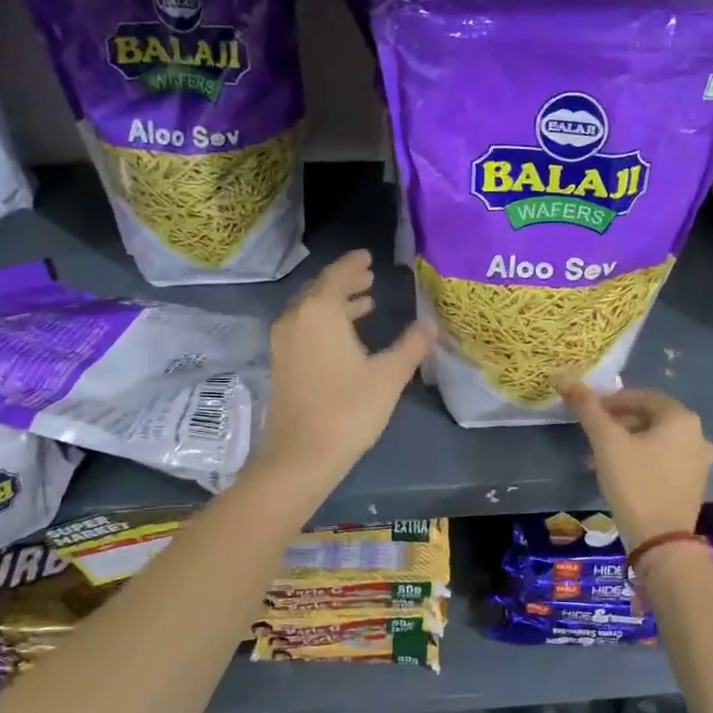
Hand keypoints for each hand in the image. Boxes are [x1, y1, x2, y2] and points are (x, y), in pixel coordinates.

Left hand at [255, 250, 432, 492]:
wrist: (302, 455)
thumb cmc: (349, 409)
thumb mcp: (388, 375)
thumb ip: (411, 346)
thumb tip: (430, 325)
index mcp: (319, 312)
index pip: (337, 276)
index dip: (353, 264)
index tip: (368, 256)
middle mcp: (295, 319)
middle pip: (320, 290)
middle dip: (345, 282)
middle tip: (369, 275)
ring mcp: (283, 342)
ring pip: (310, 311)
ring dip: (336, 304)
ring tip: (364, 303)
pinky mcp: (281, 364)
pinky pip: (304, 328)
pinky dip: (325, 322)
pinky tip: (346, 337)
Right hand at [562, 384, 712, 549]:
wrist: (660, 541)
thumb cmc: (634, 483)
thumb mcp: (606, 442)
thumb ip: (588, 409)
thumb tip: (566, 379)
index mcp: (682, 419)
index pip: (643, 397)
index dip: (612, 400)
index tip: (589, 410)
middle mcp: (697, 436)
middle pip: (651, 418)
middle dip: (619, 422)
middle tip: (593, 432)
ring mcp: (699, 462)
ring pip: (657, 441)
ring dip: (628, 441)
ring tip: (600, 454)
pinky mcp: (692, 485)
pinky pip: (664, 460)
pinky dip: (642, 458)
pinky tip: (620, 472)